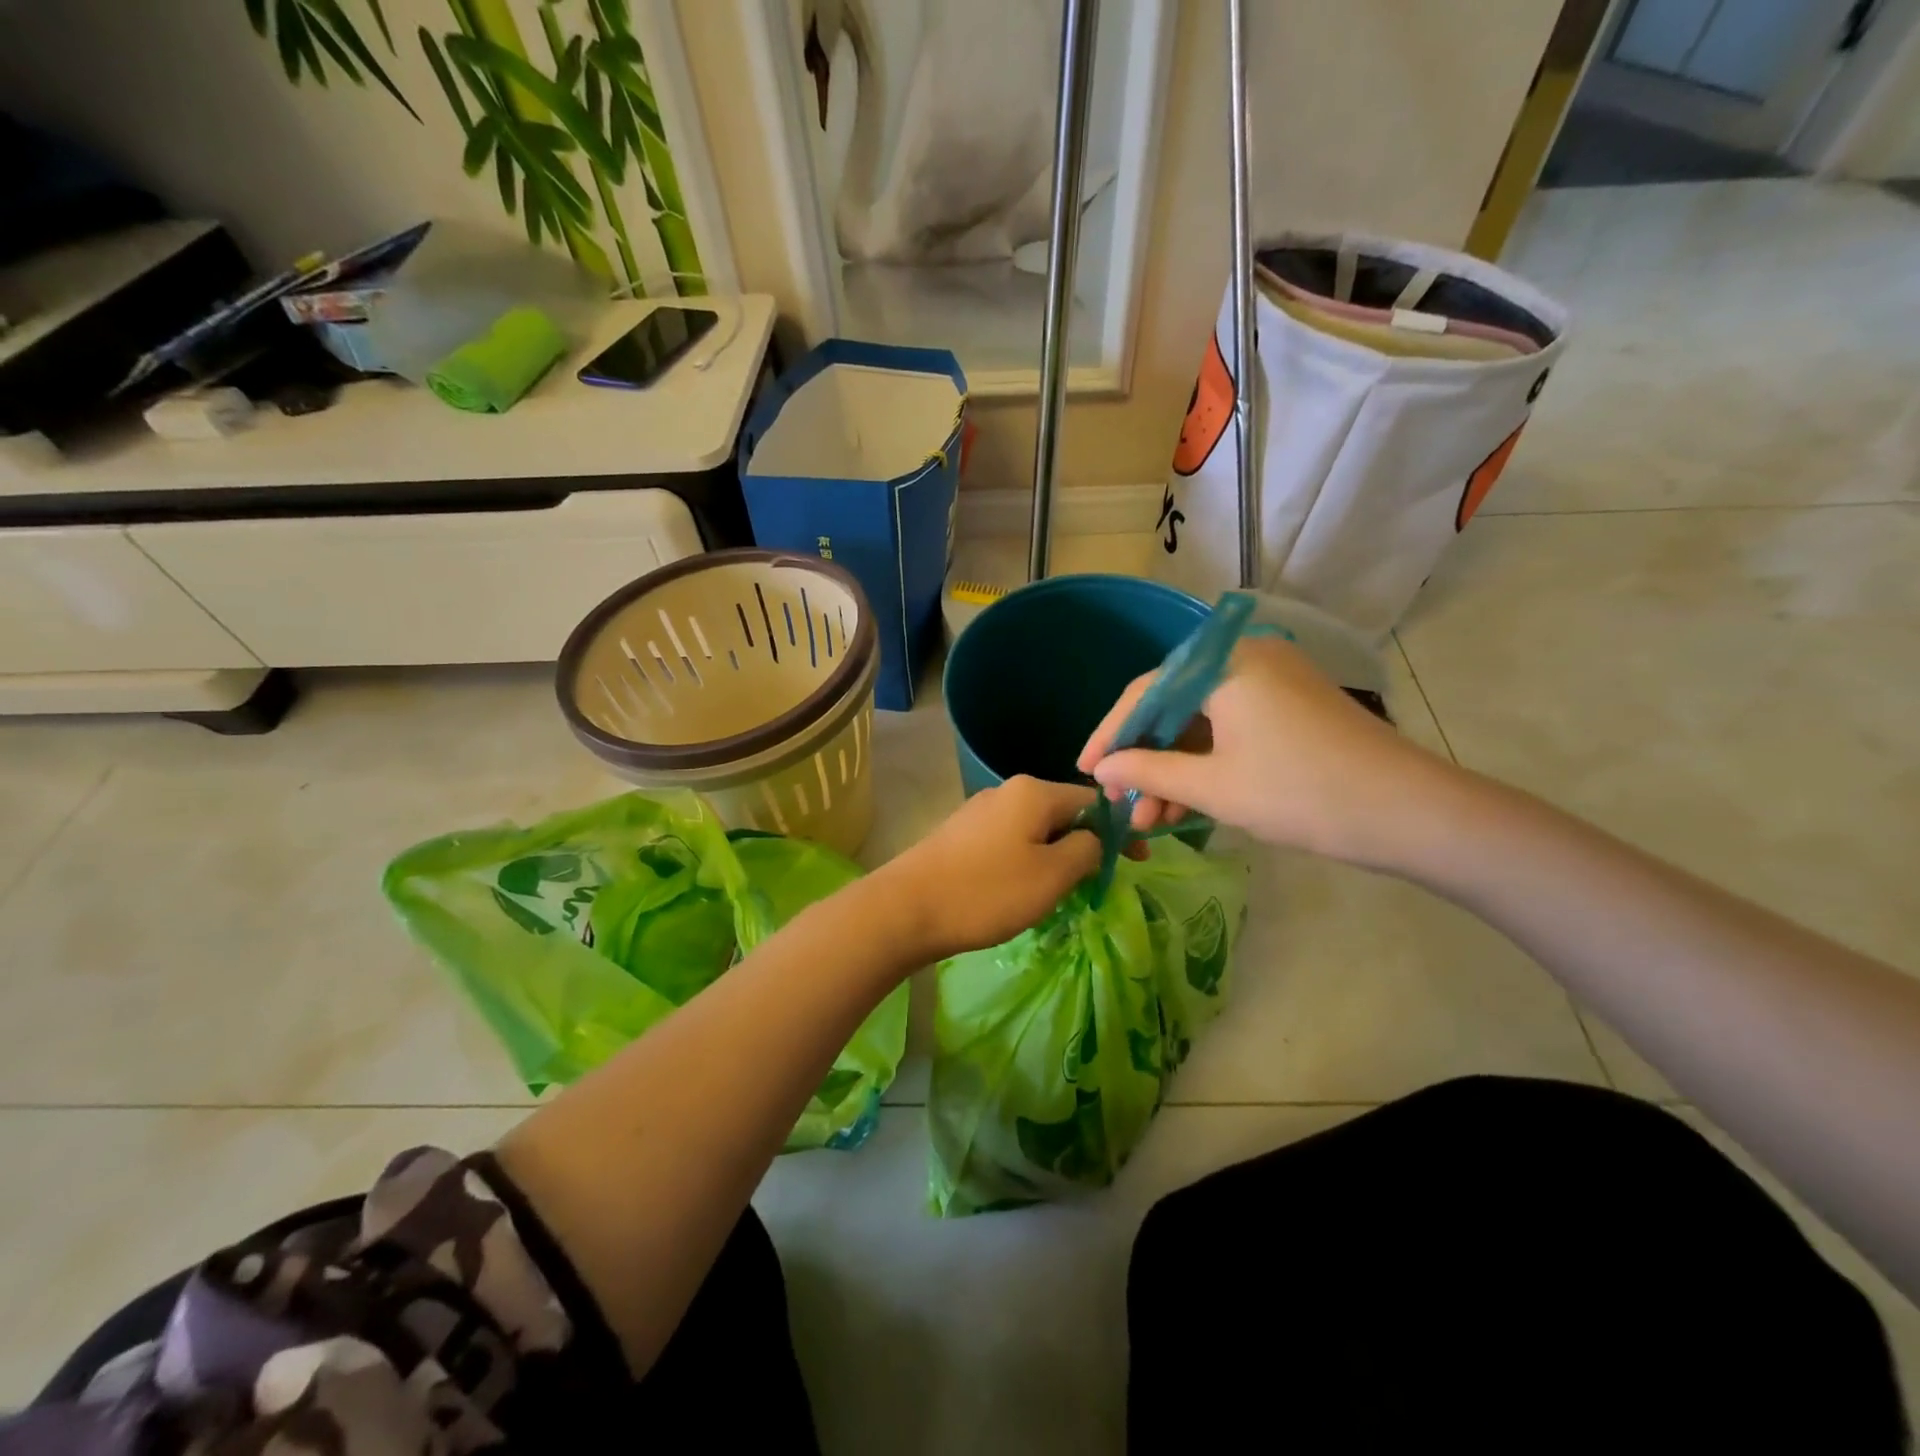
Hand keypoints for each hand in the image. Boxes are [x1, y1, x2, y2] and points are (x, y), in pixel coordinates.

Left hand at [876, 776, 1100, 960]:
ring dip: (1055, 857)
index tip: (1136, 863)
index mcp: (1034, 792)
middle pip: (1063, 813)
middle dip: (1085, 846)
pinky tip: (1021, 891)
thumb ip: (1087, 850)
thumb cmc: (987, 892)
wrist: (906, 909)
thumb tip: (1094, 838)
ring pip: (1035, 830)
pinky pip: (1009, 842)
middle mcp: (1007, 791)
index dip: (1120, 830)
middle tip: (1096, 885)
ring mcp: (980, 812)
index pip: (1094, 800)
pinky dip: (1027, 862)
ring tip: (1060, 894)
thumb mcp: (1052, 875)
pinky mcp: (961, 835)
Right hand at [1076, 636, 1459, 870]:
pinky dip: (1207, 762)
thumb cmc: (1300, 793)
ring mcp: (1273, 680)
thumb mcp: (1213, 786)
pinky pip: (1231, 727)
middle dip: (1144, 758)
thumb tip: (1101, 769)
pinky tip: (1188, 804)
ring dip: (1174, 767)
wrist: (1410, 813)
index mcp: (1224, 664)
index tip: (1086, 771)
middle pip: (1173, 704)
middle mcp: (1246, 658)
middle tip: (1124, 803)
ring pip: (1202, 721)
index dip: (1110, 733)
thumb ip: (1148, 770)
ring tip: (1153, 818)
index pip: (1145, 690)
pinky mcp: (1292, 705)